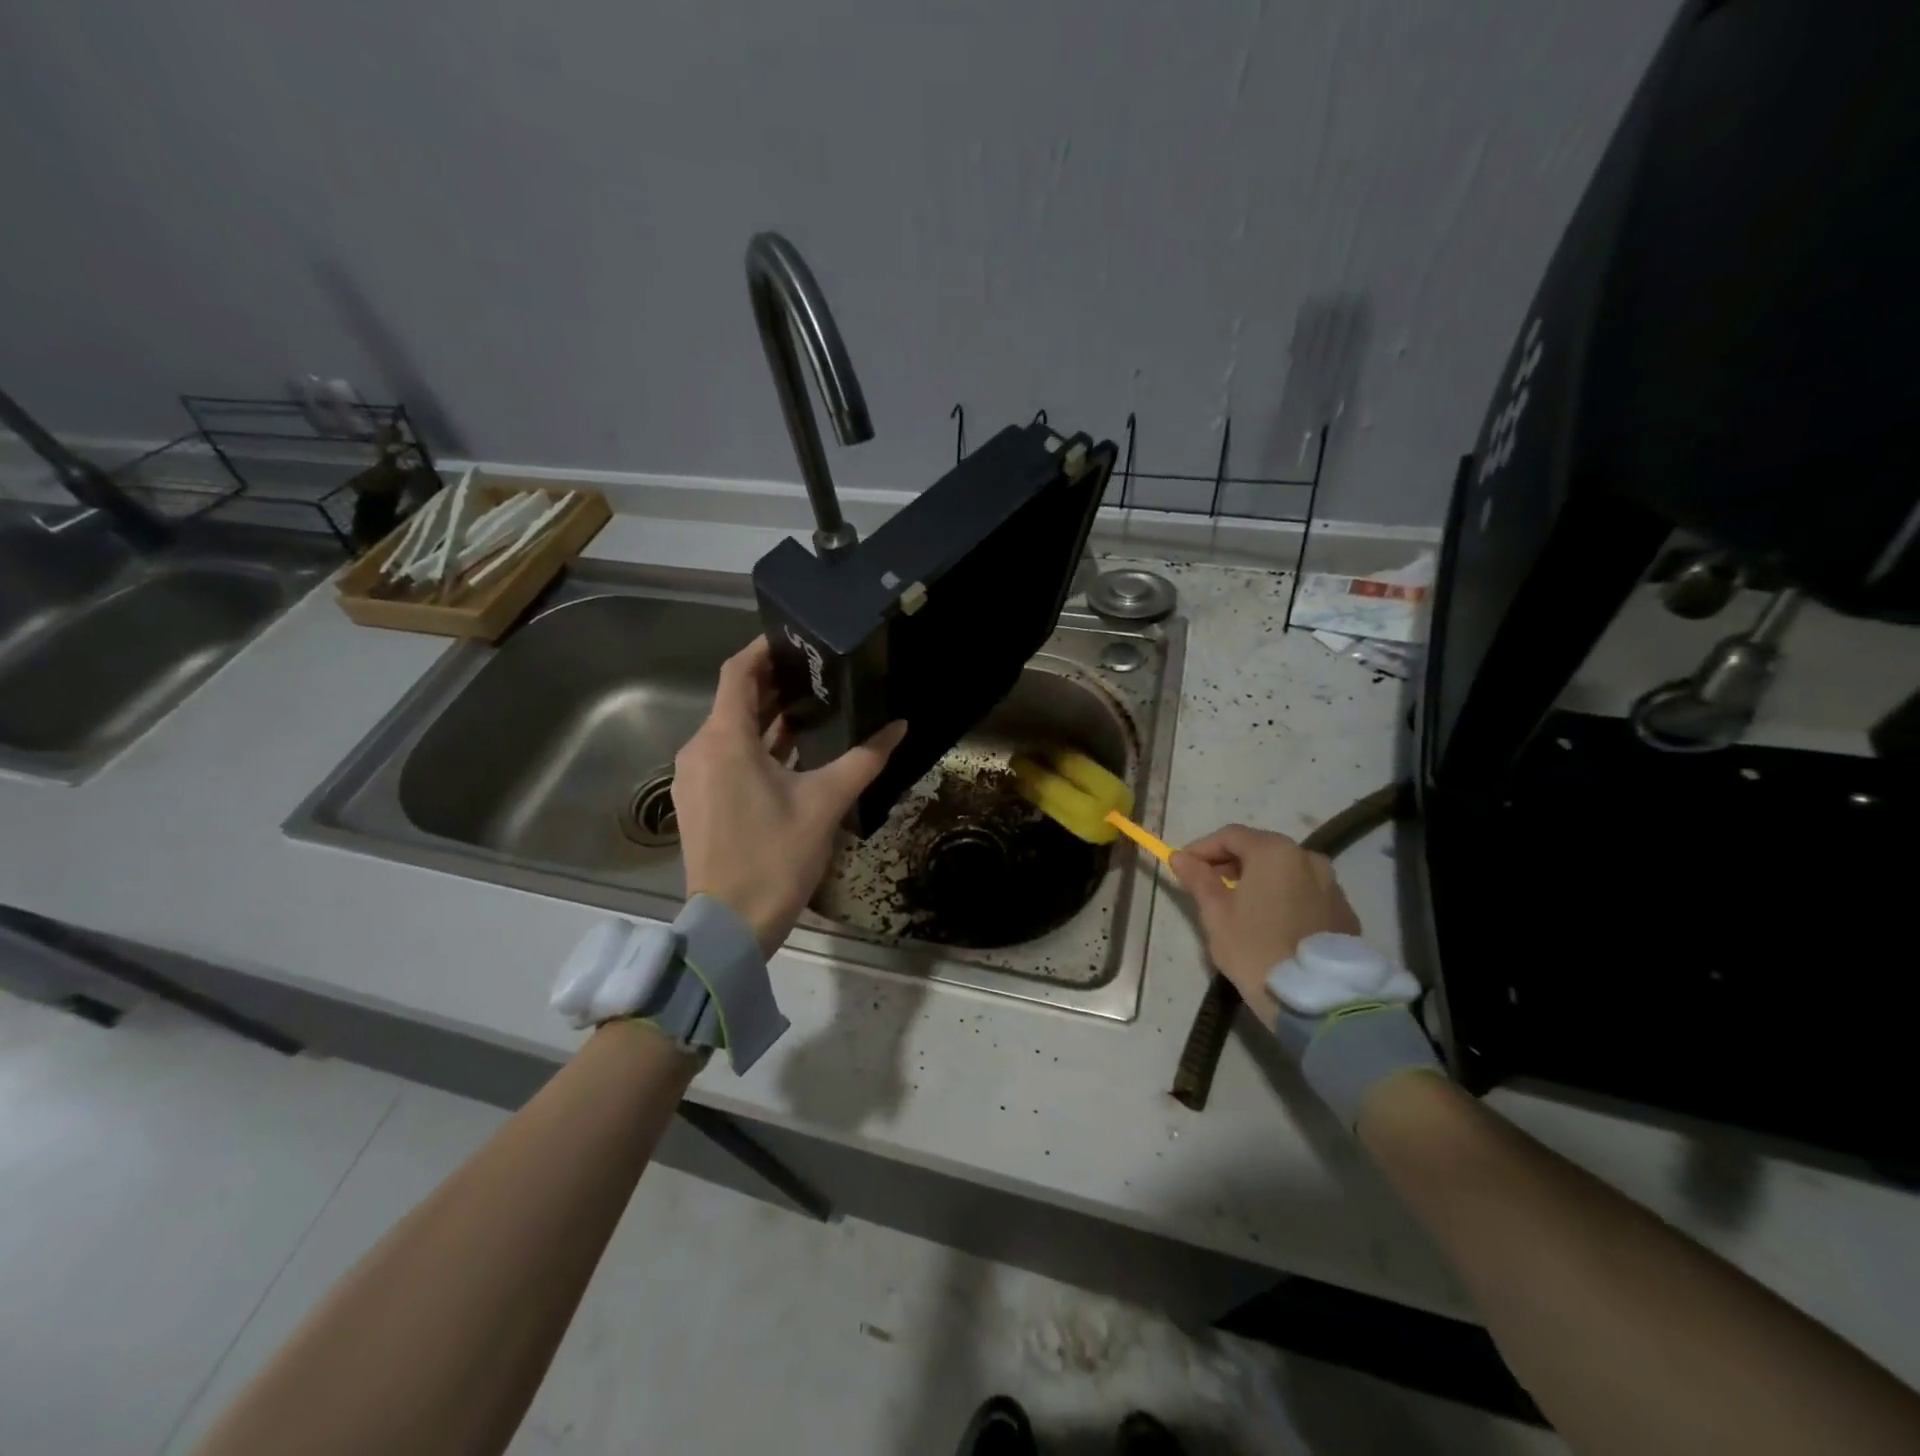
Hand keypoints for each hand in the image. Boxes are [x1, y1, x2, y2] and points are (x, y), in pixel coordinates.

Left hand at [672, 638, 905, 956]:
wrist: (730, 925)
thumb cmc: (775, 856)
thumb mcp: (826, 803)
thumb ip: (863, 759)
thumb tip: (899, 727)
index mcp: (723, 739)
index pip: (738, 673)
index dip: (764, 650)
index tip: (795, 639)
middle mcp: (699, 750)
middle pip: (735, 701)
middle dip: (773, 685)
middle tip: (816, 673)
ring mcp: (694, 779)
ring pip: (730, 733)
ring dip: (766, 719)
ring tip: (812, 709)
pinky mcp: (698, 803)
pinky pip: (725, 759)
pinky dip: (755, 748)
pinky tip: (791, 755)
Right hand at [1170, 825, 1360, 1018]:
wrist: (1318, 1000)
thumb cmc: (1256, 949)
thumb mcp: (1216, 914)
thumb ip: (1198, 879)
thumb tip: (1179, 857)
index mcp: (1274, 852)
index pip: (1230, 835)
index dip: (1202, 848)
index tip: (1184, 867)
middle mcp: (1308, 857)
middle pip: (1260, 849)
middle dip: (1230, 863)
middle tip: (1208, 886)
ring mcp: (1331, 884)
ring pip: (1285, 871)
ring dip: (1258, 879)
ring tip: (1239, 905)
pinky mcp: (1344, 911)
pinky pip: (1305, 892)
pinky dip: (1283, 896)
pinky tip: (1270, 922)